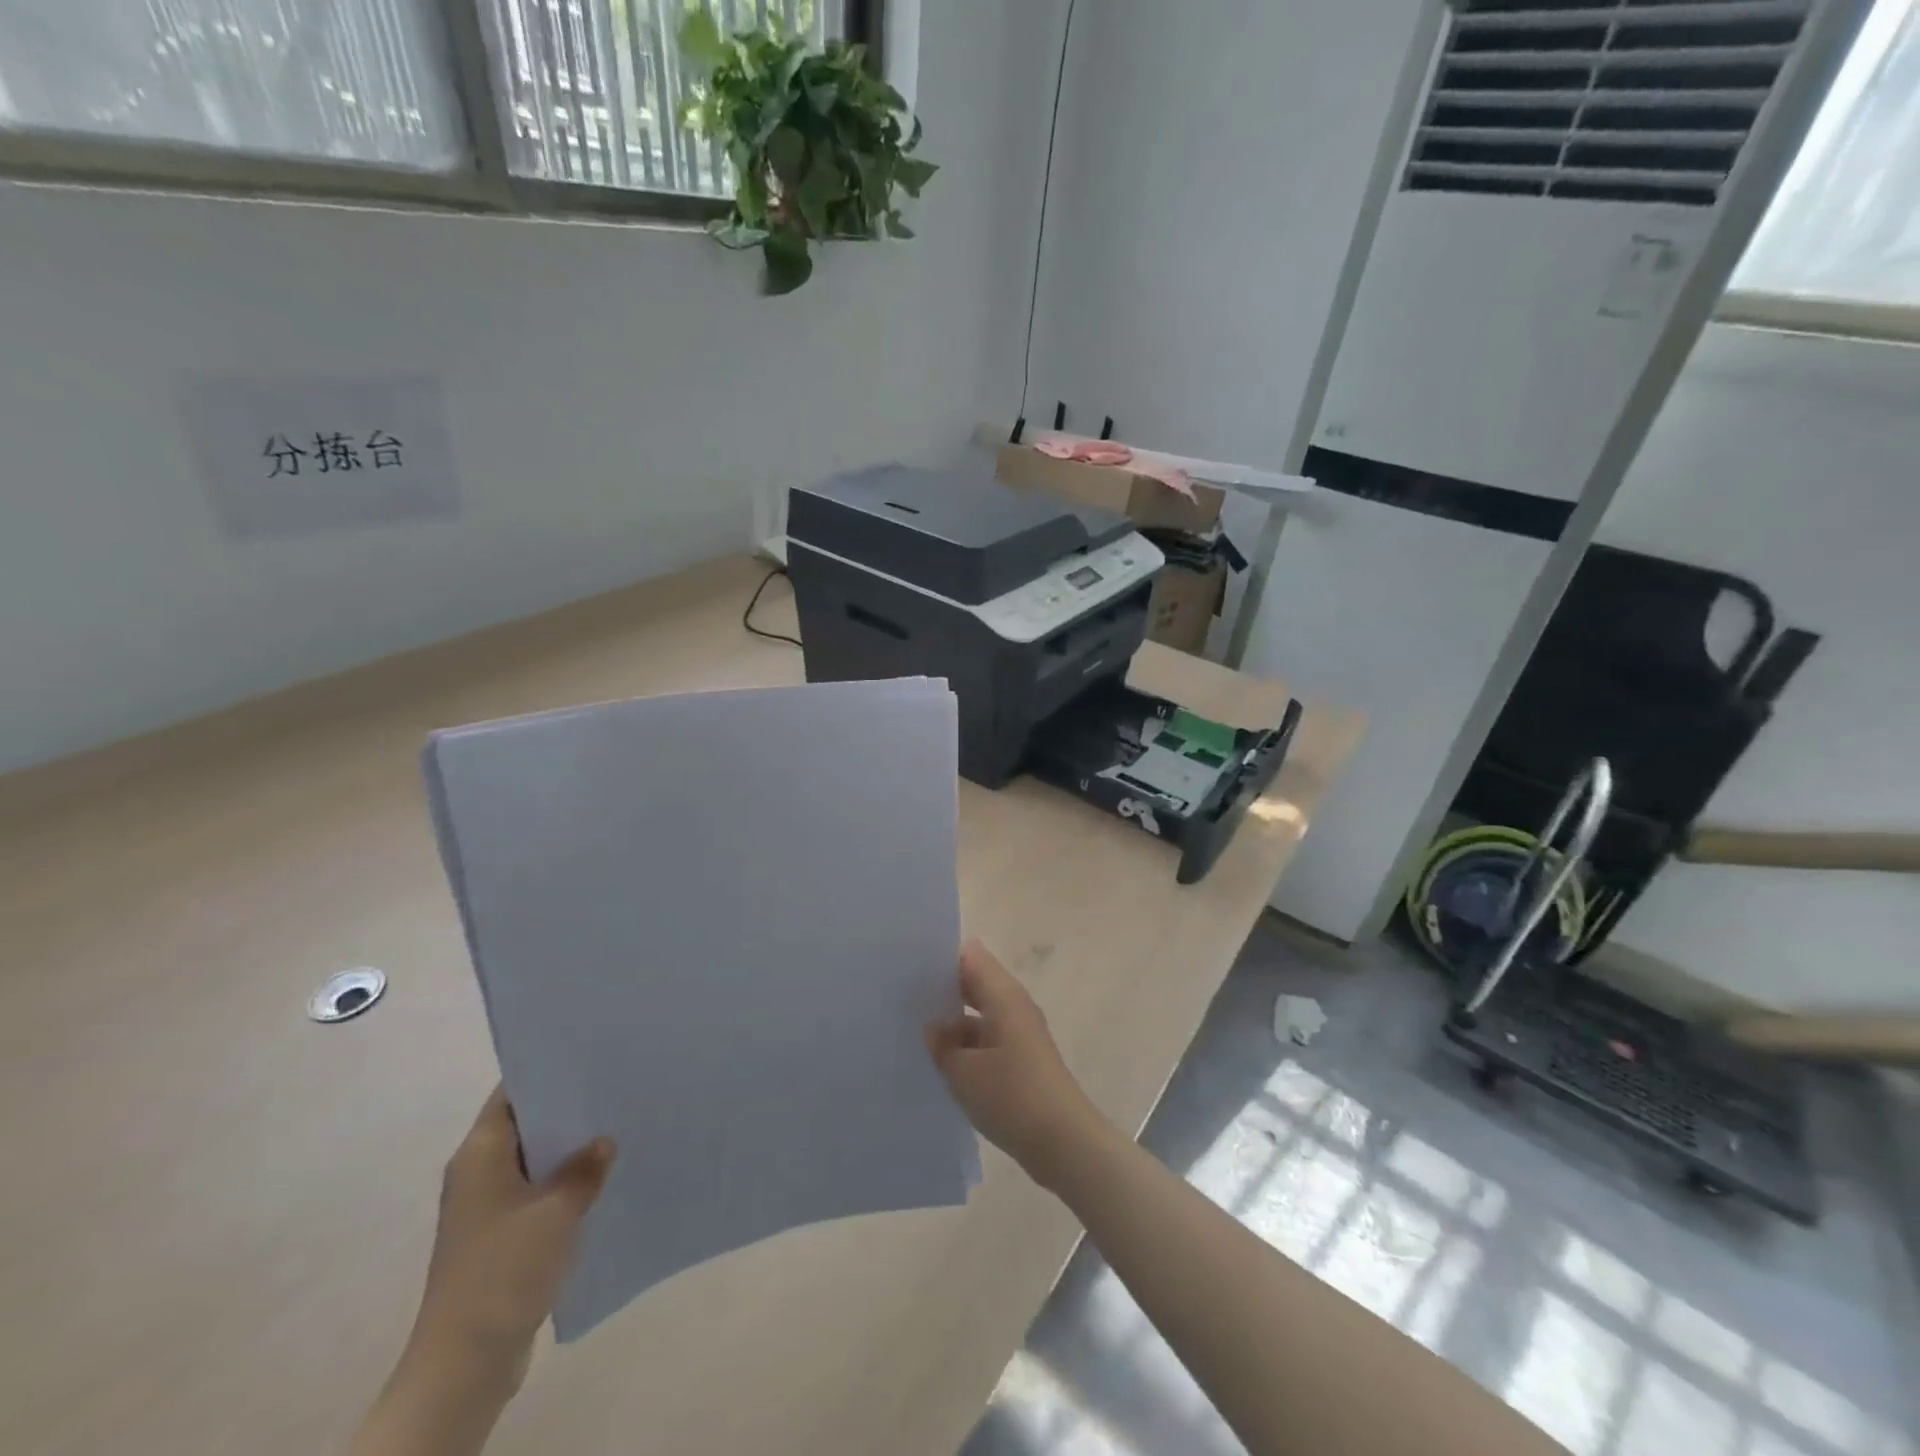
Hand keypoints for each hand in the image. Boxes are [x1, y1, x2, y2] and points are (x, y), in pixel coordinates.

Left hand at [411, 1087, 614, 1388]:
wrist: (466, 1360)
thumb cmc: (506, 1268)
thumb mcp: (558, 1208)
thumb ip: (585, 1166)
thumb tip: (603, 1141)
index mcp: (480, 1153)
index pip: (512, 1092)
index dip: (548, 1070)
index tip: (591, 1053)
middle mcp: (478, 1173)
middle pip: (526, 1123)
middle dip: (568, 1108)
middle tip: (616, 1085)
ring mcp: (487, 1208)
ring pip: (534, 1160)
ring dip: (569, 1149)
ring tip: (619, 1126)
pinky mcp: (501, 1238)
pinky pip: (537, 1193)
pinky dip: (565, 1183)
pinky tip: (603, 1179)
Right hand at [927, 940, 1111, 1188]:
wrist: (1064, 1143)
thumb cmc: (1013, 1097)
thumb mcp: (964, 1072)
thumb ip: (942, 1044)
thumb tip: (932, 1027)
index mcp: (1003, 995)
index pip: (970, 956)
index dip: (940, 958)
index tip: (909, 971)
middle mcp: (1013, 1005)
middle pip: (974, 982)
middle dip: (942, 990)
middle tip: (902, 1002)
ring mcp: (1019, 1032)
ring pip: (979, 1012)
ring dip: (952, 1021)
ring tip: (912, 1032)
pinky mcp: (1021, 1057)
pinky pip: (988, 1037)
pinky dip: (966, 1044)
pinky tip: (939, 1063)